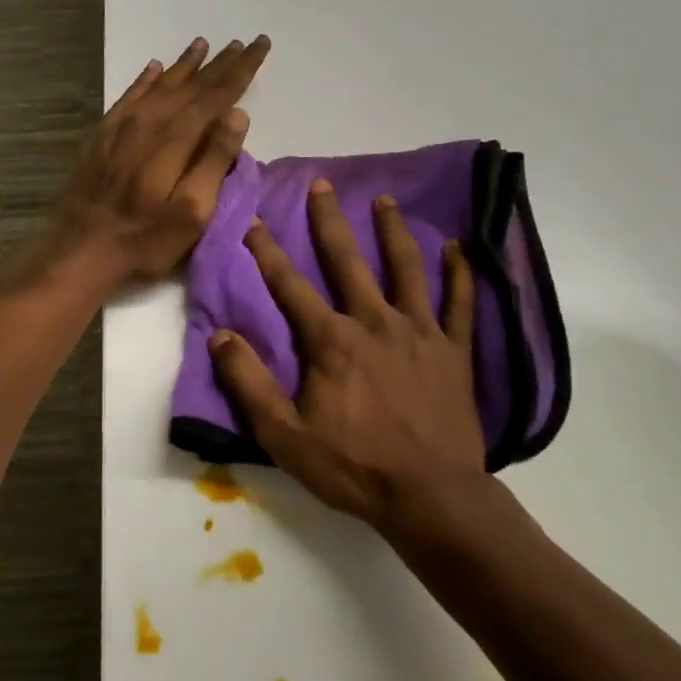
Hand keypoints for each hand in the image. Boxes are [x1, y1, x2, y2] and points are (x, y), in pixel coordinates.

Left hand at [50, 36, 270, 284]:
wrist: (80, 247)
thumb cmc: (146, 237)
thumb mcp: (193, 211)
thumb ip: (214, 160)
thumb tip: (238, 114)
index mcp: (177, 138)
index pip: (217, 95)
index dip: (241, 70)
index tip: (259, 45)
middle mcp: (150, 121)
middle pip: (192, 85)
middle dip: (220, 63)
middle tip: (242, 42)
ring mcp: (122, 125)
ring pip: (161, 84)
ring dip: (185, 65)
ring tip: (203, 44)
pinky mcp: (102, 134)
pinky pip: (129, 95)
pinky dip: (146, 79)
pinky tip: (154, 68)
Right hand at [209, 180, 490, 531]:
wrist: (430, 496)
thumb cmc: (353, 467)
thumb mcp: (284, 435)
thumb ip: (249, 383)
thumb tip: (220, 336)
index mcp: (330, 341)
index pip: (290, 286)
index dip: (268, 253)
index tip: (255, 222)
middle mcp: (374, 322)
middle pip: (347, 261)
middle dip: (330, 221)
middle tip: (322, 184)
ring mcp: (419, 331)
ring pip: (406, 268)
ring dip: (393, 231)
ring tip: (385, 200)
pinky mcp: (454, 349)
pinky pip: (459, 302)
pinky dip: (460, 273)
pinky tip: (459, 247)